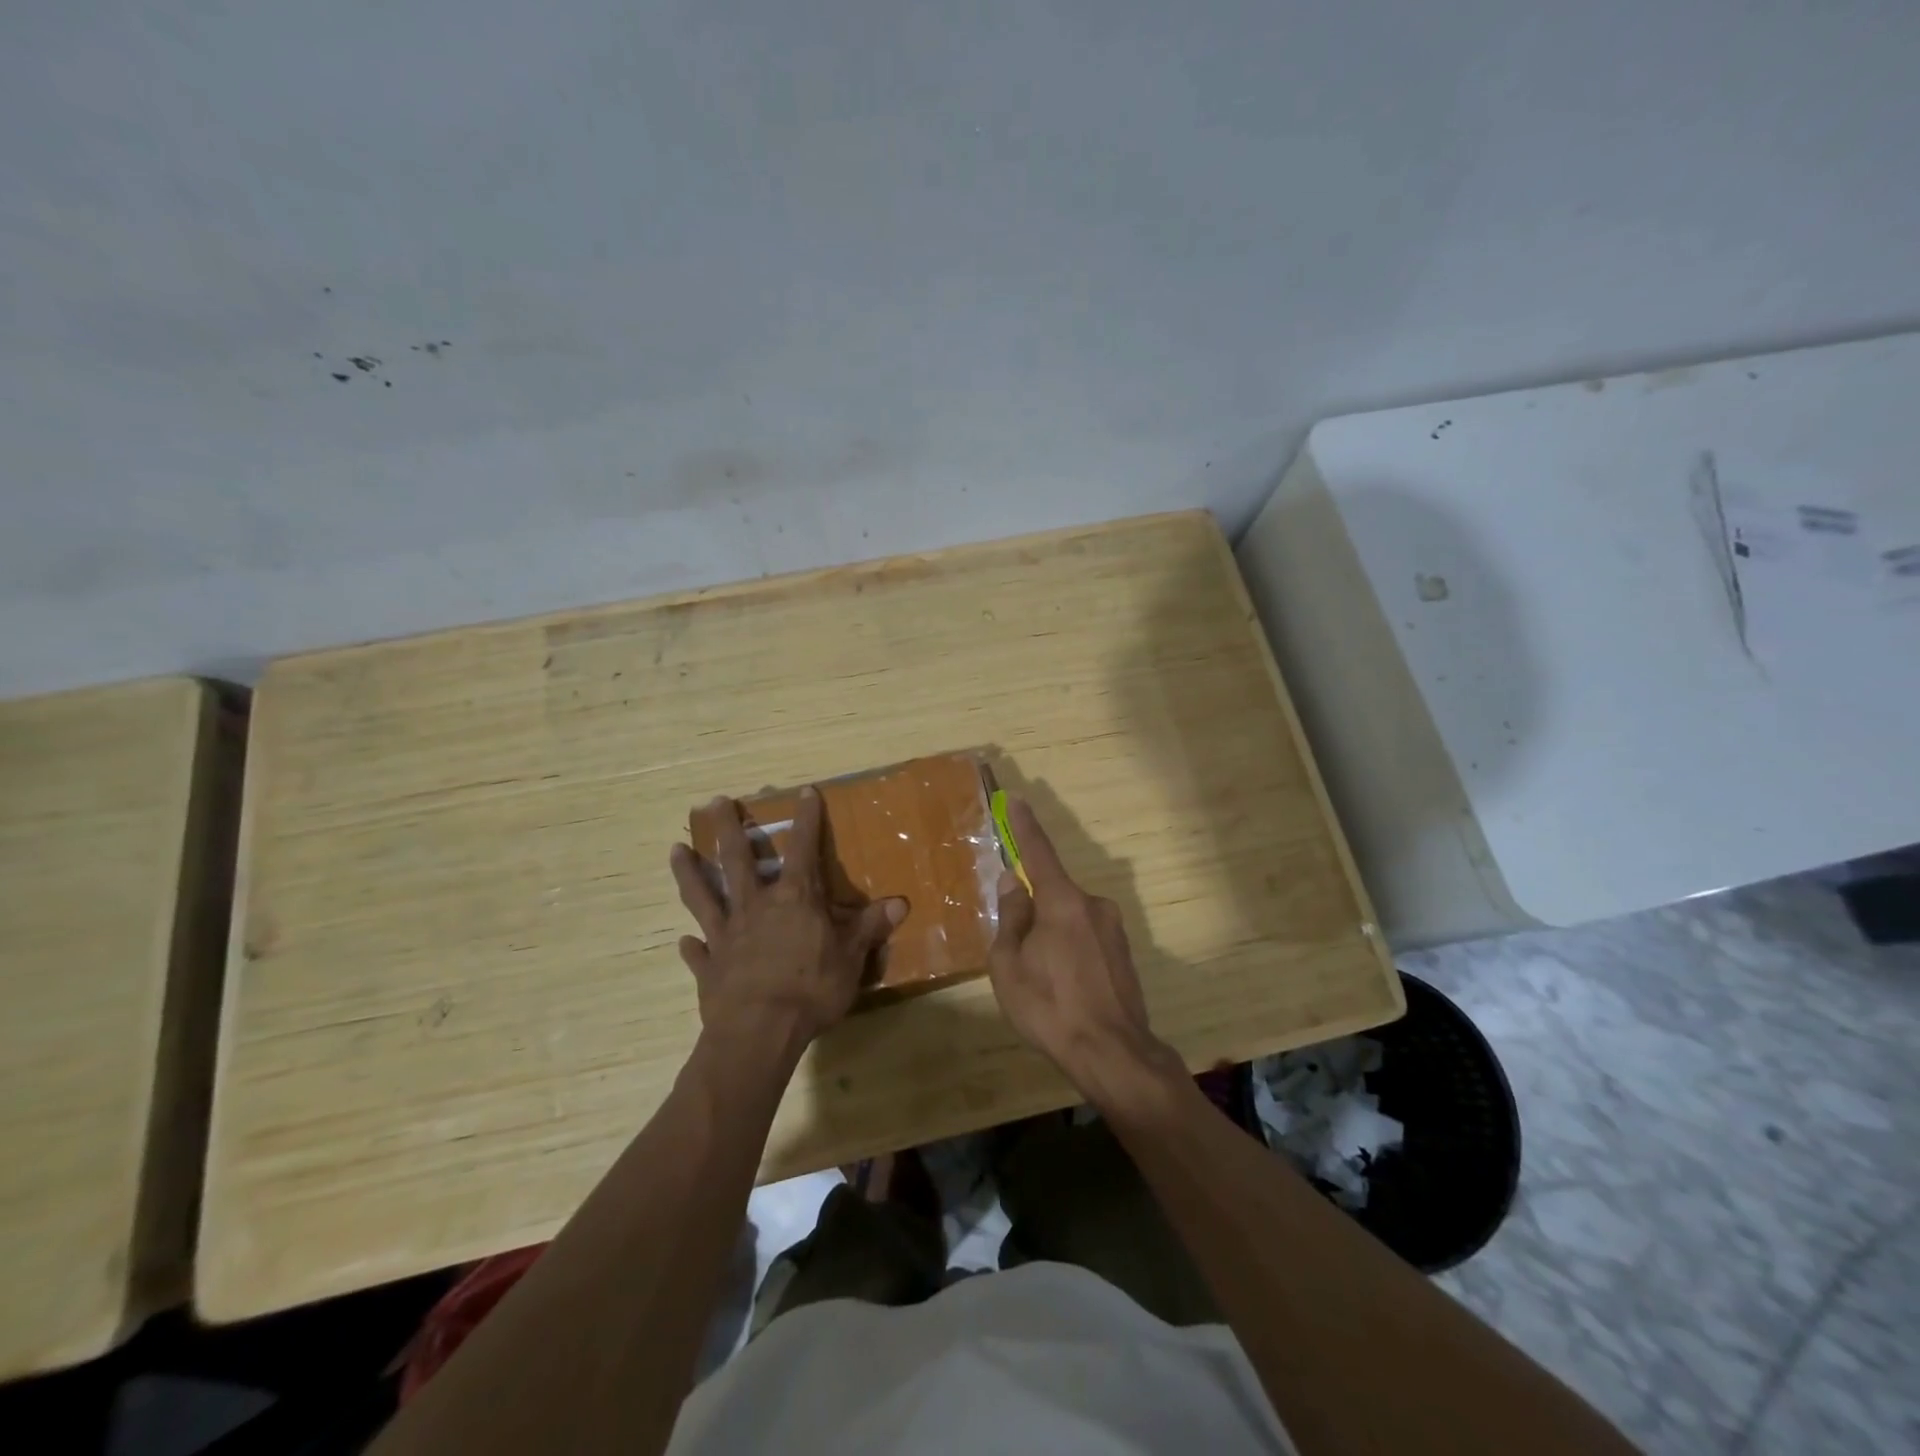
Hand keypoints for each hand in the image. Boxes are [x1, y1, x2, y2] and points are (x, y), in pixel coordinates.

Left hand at [671, 789, 905, 1046]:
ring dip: (689, 872)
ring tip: (675, 849)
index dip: (806, 819)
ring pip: (703, 895)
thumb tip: (900, 902)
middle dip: (729, 829)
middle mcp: (755, 907)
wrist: (759, 1033)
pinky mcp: (710, 967)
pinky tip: (683, 941)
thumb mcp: (851, 957)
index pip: (803, 848)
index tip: (804, 792)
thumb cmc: (811, 989)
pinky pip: (698, 952)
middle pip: (737, 860)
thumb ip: (870, 927)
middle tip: (714, 802)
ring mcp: (726, 935)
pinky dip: (691, 945)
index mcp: (794, 899)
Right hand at [988, 797, 1178, 1096]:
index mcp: (1063, 902)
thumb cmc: (1050, 1007)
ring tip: (1041, 983)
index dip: (1025, 827)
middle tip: (1016, 953)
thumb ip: (1011, 918)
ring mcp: (1113, 929)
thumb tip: (1013, 884)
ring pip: (1069, 920)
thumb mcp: (1009, 964)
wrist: (1113, 1054)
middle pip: (1052, 894)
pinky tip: (1065, 989)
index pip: (1039, 853)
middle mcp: (1093, 905)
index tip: (1018, 801)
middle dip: (1032, 912)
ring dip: (1051, 937)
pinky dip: (1070, 953)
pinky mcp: (1123, 953)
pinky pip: (1086, 939)